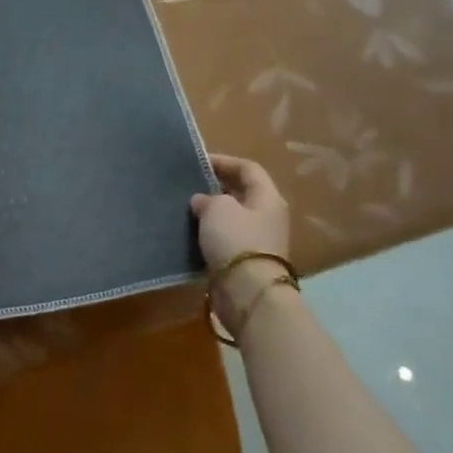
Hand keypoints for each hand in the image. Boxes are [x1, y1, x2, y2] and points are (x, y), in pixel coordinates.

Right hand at [190, 155, 291, 324]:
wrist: (247, 291)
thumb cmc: (236, 241)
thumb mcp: (218, 209)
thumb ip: (207, 198)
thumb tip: (202, 201)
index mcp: (267, 198)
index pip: (248, 169)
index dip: (224, 161)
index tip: (198, 162)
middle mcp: (266, 216)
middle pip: (241, 193)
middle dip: (216, 187)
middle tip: (189, 184)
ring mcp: (257, 240)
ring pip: (231, 217)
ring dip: (210, 212)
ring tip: (185, 208)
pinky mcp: (243, 261)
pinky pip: (225, 239)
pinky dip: (208, 234)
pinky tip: (190, 233)